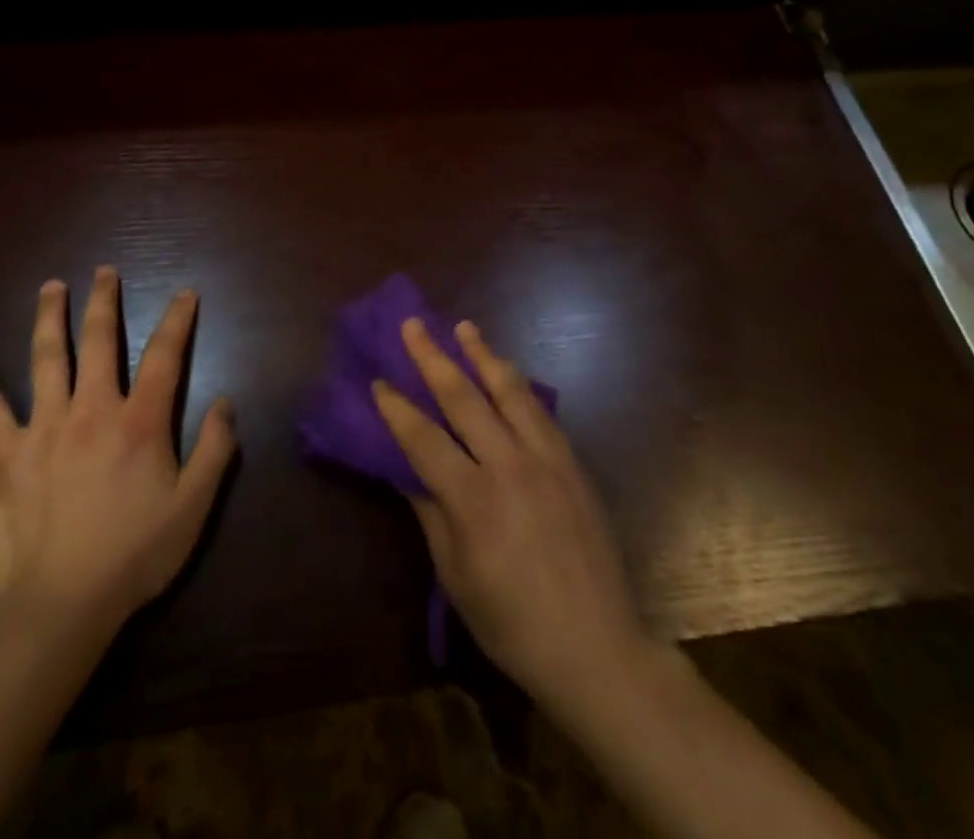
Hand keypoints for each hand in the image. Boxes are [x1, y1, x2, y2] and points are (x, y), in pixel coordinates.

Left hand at [0, 267, 236, 640]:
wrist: (61, 604)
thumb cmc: (135, 555)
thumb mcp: (193, 507)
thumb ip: (214, 450)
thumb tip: (226, 402)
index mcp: (140, 421)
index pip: (164, 355)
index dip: (178, 320)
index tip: (185, 293)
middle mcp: (93, 409)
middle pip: (100, 341)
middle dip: (104, 302)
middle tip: (104, 271)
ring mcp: (45, 427)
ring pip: (48, 359)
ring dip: (51, 318)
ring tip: (51, 286)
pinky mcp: (7, 454)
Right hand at [372, 318, 648, 713]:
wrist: (596, 646)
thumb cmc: (512, 621)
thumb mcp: (456, 574)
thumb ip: (430, 512)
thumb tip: (405, 468)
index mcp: (473, 500)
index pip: (424, 438)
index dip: (396, 408)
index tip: (377, 380)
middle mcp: (509, 466)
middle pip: (464, 399)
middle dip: (433, 358)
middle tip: (412, 325)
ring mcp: (546, 459)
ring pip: (509, 391)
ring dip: (483, 355)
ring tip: (464, 327)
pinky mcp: (572, 463)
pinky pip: (540, 410)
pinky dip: (518, 384)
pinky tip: (507, 370)